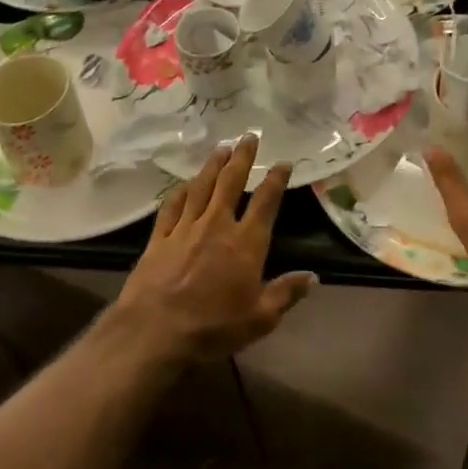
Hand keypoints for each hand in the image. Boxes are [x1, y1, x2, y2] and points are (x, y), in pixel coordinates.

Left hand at [113, 134, 313, 362]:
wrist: (155, 331)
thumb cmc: (212, 327)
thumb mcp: (259, 319)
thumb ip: (285, 294)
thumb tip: (313, 277)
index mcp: (246, 244)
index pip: (266, 203)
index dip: (276, 180)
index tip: (283, 162)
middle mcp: (217, 226)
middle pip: (231, 183)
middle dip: (242, 158)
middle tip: (248, 136)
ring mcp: (185, 228)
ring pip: (202, 187)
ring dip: (213, 165)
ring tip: (221, 148)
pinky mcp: (160, 237)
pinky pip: (172, 206)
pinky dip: (181, 191)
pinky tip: (185, 183)